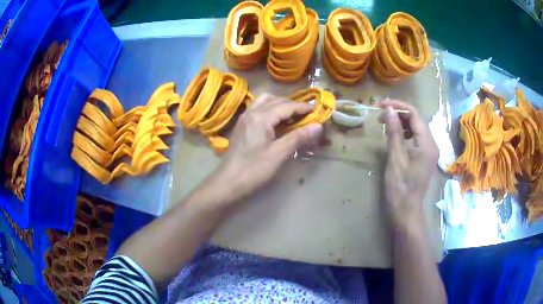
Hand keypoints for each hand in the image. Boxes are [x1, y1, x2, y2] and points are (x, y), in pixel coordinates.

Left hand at [203, 93, 322, 208]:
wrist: (227, 183)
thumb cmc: (253, 170)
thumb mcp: (278, 154)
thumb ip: (298, 138)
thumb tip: (318, 126)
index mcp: (261, 117)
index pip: (286, 106)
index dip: (303, 108)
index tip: (317, 111)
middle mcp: (251, 112)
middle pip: (275, 100)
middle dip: (293, 105)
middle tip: (307, 115)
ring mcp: (244, 119)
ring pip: (264, 102)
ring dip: (280, 105)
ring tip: (292, 116)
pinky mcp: (242, 126)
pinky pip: (258, 110)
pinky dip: (270, 110)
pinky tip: (276, 122)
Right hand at [378, 100, 437, 230]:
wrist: (406, 211)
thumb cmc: (400, 187)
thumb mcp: (395, 158)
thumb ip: (394, 132)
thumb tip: (389, 110)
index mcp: (427, 143)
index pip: (415, 114)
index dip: (398, 106)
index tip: (381, 105)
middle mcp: (432, 144)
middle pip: (417, 120)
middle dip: (399, 114)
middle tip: (381, 117)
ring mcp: (429, 151)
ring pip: (417, 128)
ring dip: (402, 123)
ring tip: (386, 125)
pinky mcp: (425, 157)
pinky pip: (417, 138)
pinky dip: (405, 133)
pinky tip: (395, 137)